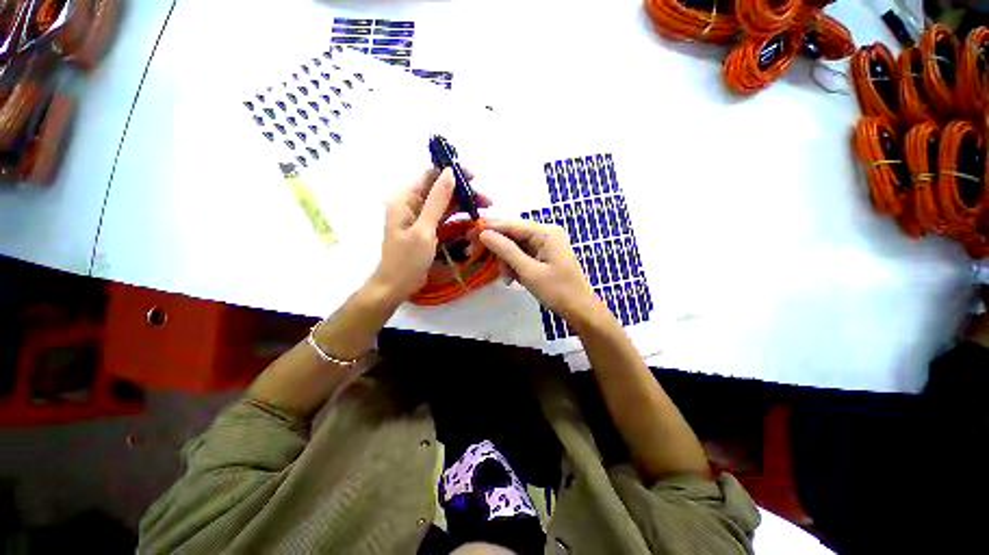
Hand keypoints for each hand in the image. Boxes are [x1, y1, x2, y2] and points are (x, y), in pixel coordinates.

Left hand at [371, 167, 489, 301]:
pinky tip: (473, 218)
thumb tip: (450, 172)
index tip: (473, 178)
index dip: (451, 172)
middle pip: (440, 189)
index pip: (430, 175)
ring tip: (485, 208)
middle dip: (463, 191)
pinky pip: (445, 217)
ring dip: (464, 204)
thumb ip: (437, 201)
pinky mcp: (427, 228)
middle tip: (486, 200)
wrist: (397, 286)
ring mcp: (420, 217)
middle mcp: (412, 204)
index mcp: (405, 199)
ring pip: (445, 203)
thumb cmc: (407, 259)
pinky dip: (459, 216)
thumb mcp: (424, 230)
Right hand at [479, 219, 597, 319]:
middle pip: (513, 235)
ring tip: (505, 278)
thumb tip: (484, 233)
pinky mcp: (543, 256)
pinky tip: (511, 278)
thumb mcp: (529, 271)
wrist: (579, 309)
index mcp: (546, 233)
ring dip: (506, 261)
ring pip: (515, 247)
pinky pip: (522, 256)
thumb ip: (506, 251)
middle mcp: (546, 234)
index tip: (470, 231)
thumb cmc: (557, 290)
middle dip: (498, 248)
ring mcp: (545, 245)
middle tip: (475, 253)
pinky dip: (514, 266)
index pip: (513, 225)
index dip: (490, 227)